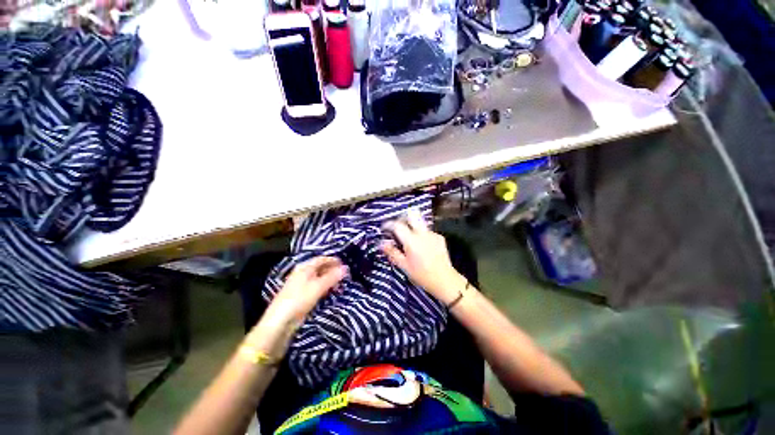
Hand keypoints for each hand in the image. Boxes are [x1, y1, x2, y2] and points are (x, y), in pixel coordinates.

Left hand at [263, 257, 346, 328]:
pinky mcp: (301, 295)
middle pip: (319, 267)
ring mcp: (301, 284)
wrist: (281, 320)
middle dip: (332, 270)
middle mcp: (302, 273)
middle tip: (343, 274)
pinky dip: (324, 286)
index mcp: (304, 267)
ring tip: (339, 283)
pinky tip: (329, 291)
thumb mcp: (318, 286)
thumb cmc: (300, 298)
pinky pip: (315, 286)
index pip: (321, 259)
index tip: (343, 263)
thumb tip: (346, 268)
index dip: (332, 260)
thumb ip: (332, 276)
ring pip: (318, 277)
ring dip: (329, 279)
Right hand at [381, 210, 466, 303]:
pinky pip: (427, 231)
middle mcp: (423, 233)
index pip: (398, 225)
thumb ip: (392, 252)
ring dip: (412, 226)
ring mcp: (433, 234)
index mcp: (412, 241)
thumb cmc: (421, 275)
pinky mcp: (440, 237)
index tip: (384, 228)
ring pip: (420, 223)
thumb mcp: (404, 266)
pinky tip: (422, 246)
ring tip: (410, 240)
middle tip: (398, 226)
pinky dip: (421, 234)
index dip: (389, 224)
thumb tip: (381, 243)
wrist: (444, 280)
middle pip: (412, 214)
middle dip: (403, 217)